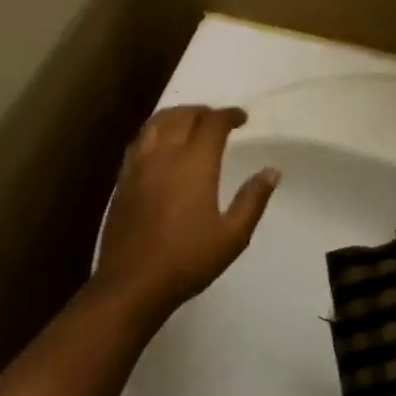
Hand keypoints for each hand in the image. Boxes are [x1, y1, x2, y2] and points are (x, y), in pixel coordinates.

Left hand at [94, 106, 280, 314]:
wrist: (133, 283)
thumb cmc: (188, 260)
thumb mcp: (233, 236)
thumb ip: (253, 199)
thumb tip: (272, 171)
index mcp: (194, 163)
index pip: (212, 123)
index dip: (229, 115)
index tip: (242, 119)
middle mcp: (165, 155)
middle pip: (182, 115)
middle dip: (203, 111)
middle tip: (218, 119)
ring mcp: (139, 165)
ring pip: (156, 123)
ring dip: (176, 115)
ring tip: (189, 122)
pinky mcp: (123, 180)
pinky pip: (139, 141)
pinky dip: (154, 131)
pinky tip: (160, 145)